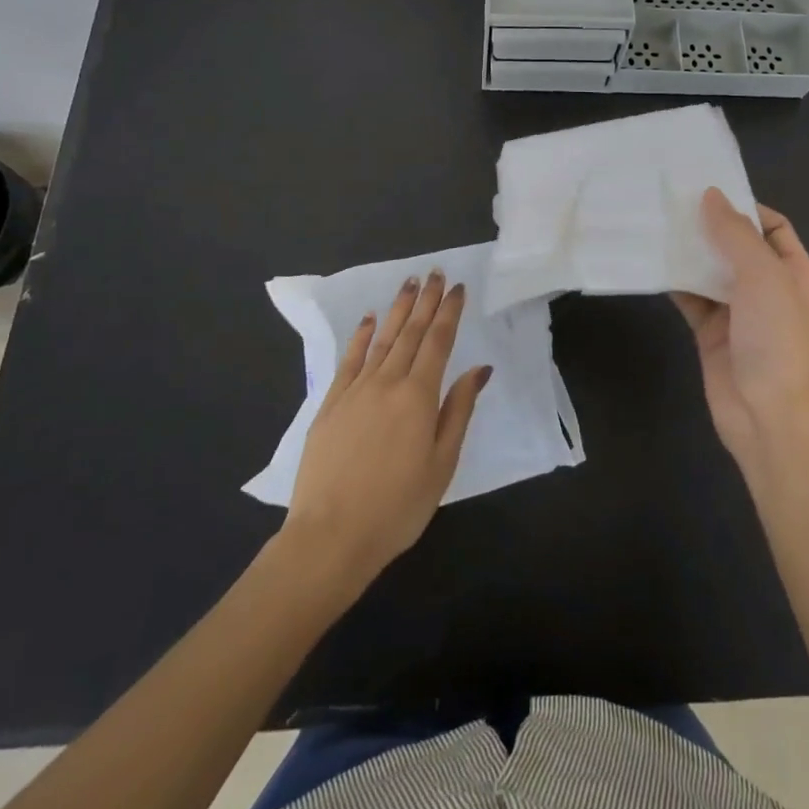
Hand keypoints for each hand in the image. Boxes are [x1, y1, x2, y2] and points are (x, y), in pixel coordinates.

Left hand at [281, 270, 490, 591]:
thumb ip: (459, 411)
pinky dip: (362, 336)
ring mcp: (355, 390)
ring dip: (397, 309)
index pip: (438, 342)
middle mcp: (387, 382)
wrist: (330, 536)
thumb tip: (478, 369)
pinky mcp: (331, 404)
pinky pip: (350, 359)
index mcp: (419, 396)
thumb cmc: (397, 507)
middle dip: (425, 300)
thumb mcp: (441, 464)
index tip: (457, 287)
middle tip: (434, 273)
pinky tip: (369, 320)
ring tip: (408, 283)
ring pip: (382, 339)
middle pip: (411, 332)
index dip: (448, 312)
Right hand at [672, 190, 808, 474]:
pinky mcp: (711, 330)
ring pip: (710, 270)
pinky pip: (691, 296)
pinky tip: (650, 262)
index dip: (745, 208)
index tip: (708, 192)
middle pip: (737, 245)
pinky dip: (674, 281)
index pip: (772, 227)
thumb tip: (711, 196)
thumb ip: (735, 234)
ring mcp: (738, 310)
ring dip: (688, 251)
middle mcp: (768, 288)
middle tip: (672, 202)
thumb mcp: (762, 276)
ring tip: (656, 224)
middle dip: (709, 225)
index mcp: (795, 272)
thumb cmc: (774, 337)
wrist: (764, 413)